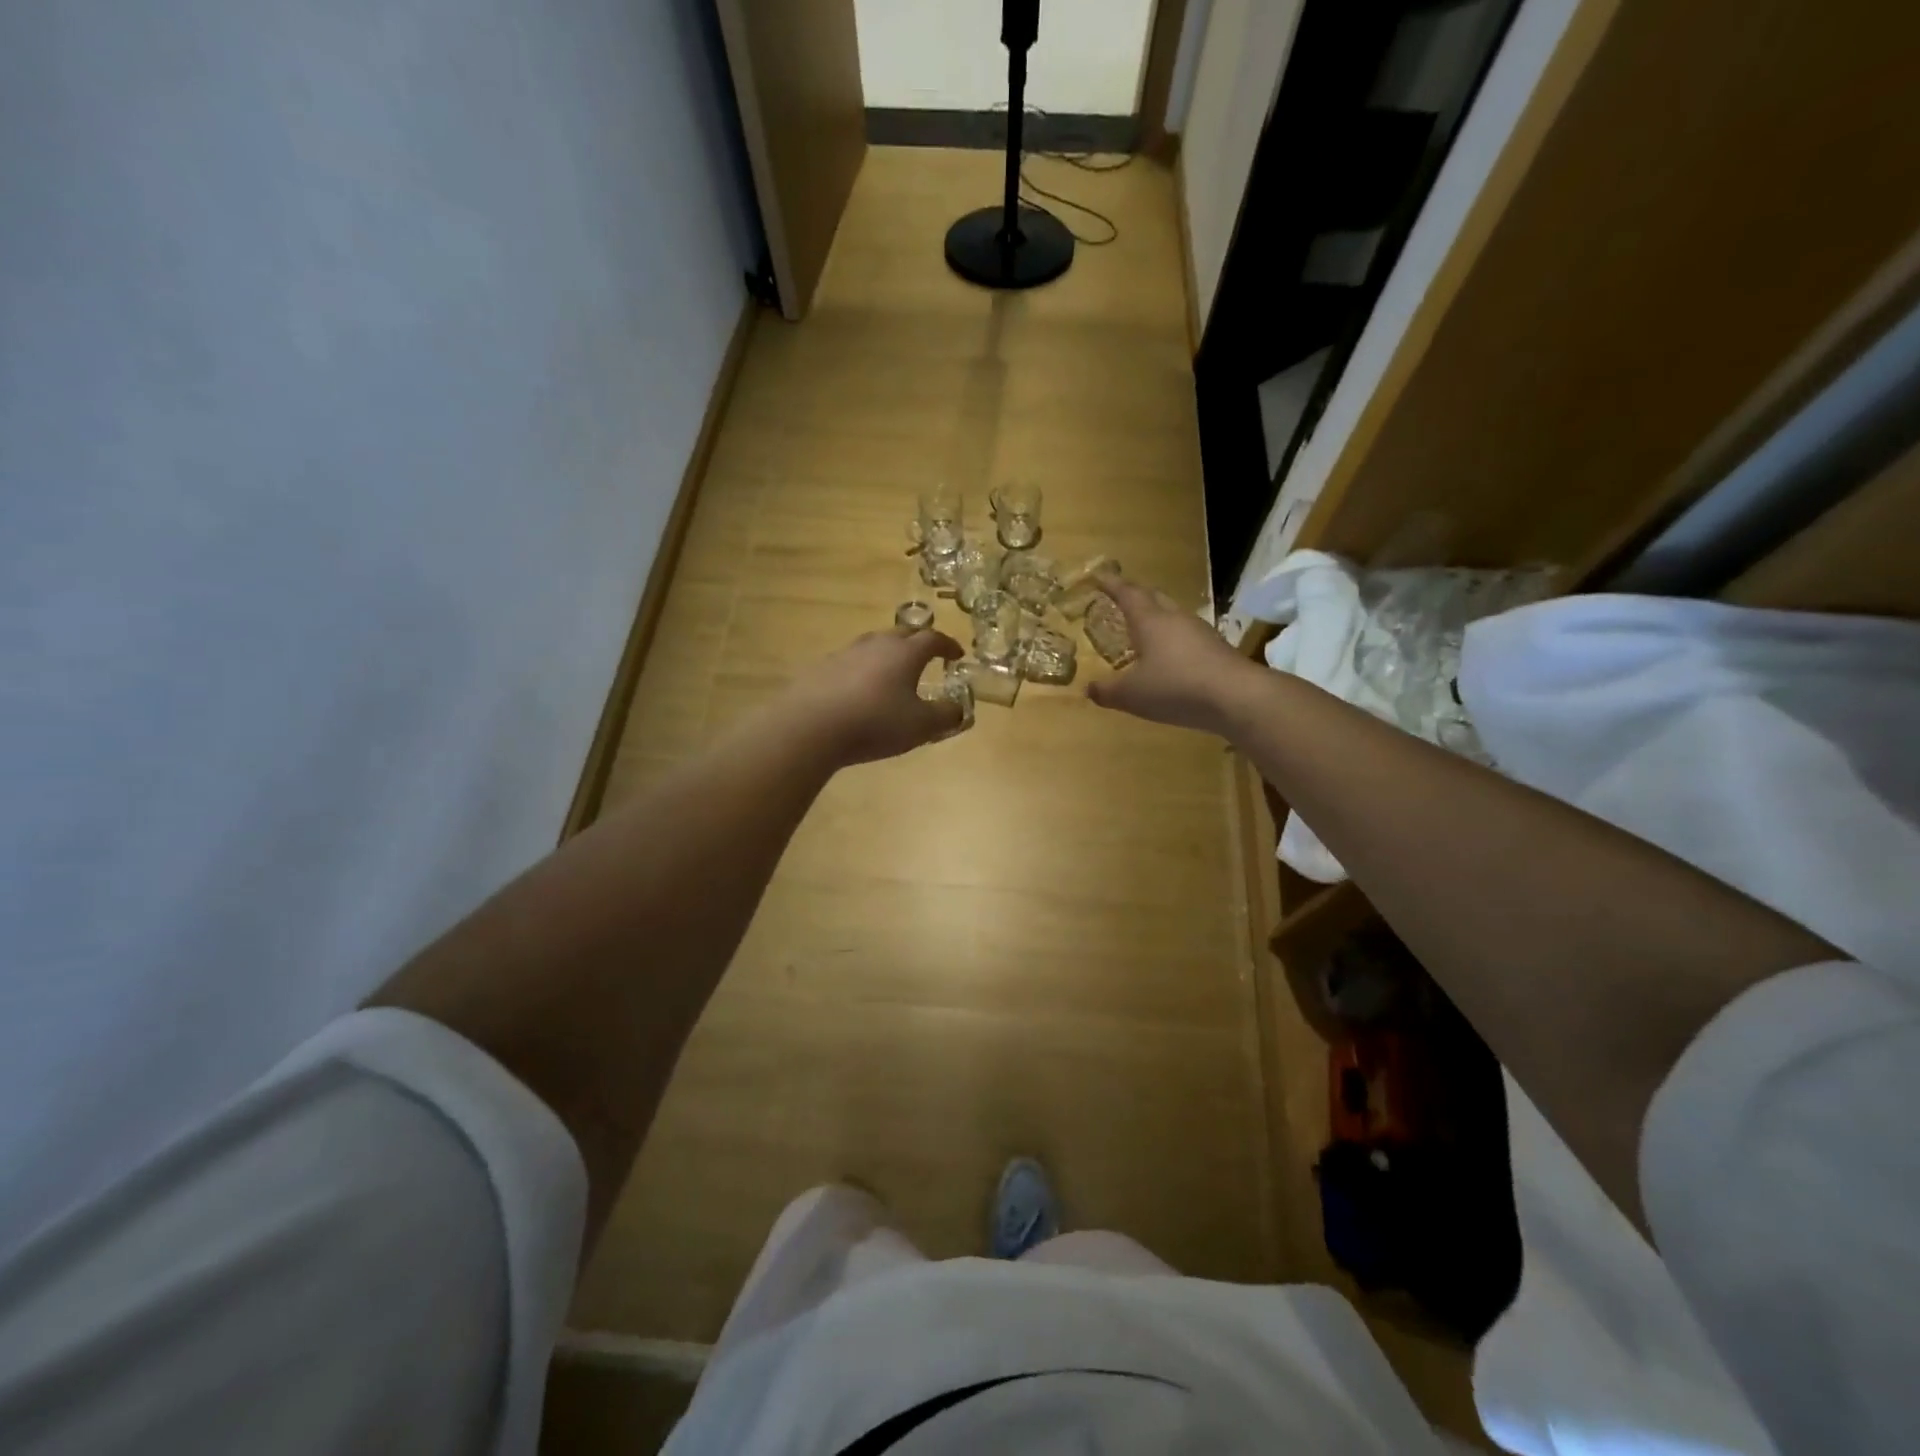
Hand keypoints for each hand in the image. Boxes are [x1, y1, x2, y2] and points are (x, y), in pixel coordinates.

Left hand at [785, 627, 966, 766]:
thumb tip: (960, 709)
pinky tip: (858, 689)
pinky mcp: (822, 668)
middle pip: (902, 633)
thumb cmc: (875, 722)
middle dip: (918, 642)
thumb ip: (946, 715)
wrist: (811, 726)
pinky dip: (862, 670)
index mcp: (905, 653)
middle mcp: (876, 644)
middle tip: (926, 656)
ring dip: (888, 654)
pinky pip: (850, 662)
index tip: (956, 654)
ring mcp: (845, 653)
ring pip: (873, 645)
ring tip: (892, 672)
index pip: (933, 638)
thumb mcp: (921, 726)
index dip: (948, 645)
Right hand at [1085, 574, 1260, 733]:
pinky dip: (1172, 639)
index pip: (1127, 593)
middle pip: (1153, 597)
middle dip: (1135, 595)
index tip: (1099, 576)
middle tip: (1120, 598)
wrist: (1236, 697)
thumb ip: (1107, 691)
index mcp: (1150, 621)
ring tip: (1142, 629)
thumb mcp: (1132, 695)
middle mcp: (1175, 618)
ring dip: (1156, 617)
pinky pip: (1186, 635)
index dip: (1111, 584)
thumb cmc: (1175, 687)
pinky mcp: (1215, 648)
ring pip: (1172, 615)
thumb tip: (1089, 689)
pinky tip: (1168, 657)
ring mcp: (1199, 632)